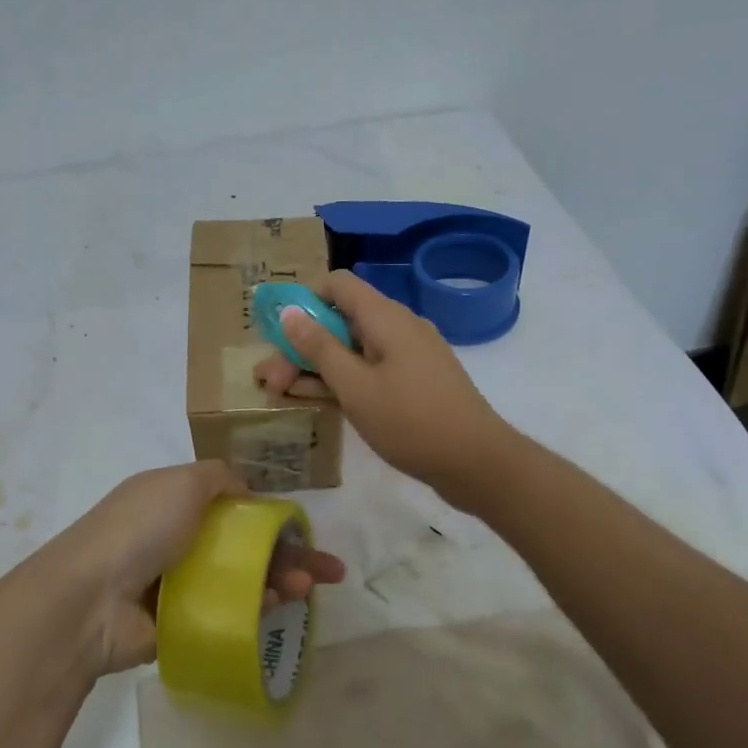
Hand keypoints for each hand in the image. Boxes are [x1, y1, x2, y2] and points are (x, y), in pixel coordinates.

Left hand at [45, 461, 345, 673]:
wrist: (91, 598)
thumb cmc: (141, 528)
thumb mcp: (184, 481)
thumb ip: (221, 478)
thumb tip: (246, 490)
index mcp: (174, 500)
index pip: (233, 506)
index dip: (270, 516)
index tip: (302, 530)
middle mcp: (177, 538)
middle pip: (245, 545)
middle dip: (288, 554)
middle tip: (327, 572)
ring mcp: (179, 582)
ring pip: (241, 581)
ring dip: (279, 581)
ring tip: (307, 590)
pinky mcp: (181, 622)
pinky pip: (227, 613)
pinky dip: (255, 609)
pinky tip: (278, 607)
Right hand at [254, 271, 512, 505]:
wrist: (478, 463)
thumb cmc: (411, 421)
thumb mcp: (355, 386)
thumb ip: (319, 347)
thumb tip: (290, 310)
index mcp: (385, 317)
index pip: (338, 285)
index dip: (305, 300)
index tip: (279, 332)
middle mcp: (398, 327)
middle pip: (340, 321)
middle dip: (301, 346)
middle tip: (270, 379)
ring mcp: (408, 356)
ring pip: (353, 350)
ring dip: (317, 367)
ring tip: (280, 394)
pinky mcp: (414, 382)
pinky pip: (370, 370)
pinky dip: (343, 381)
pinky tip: (317, 402)